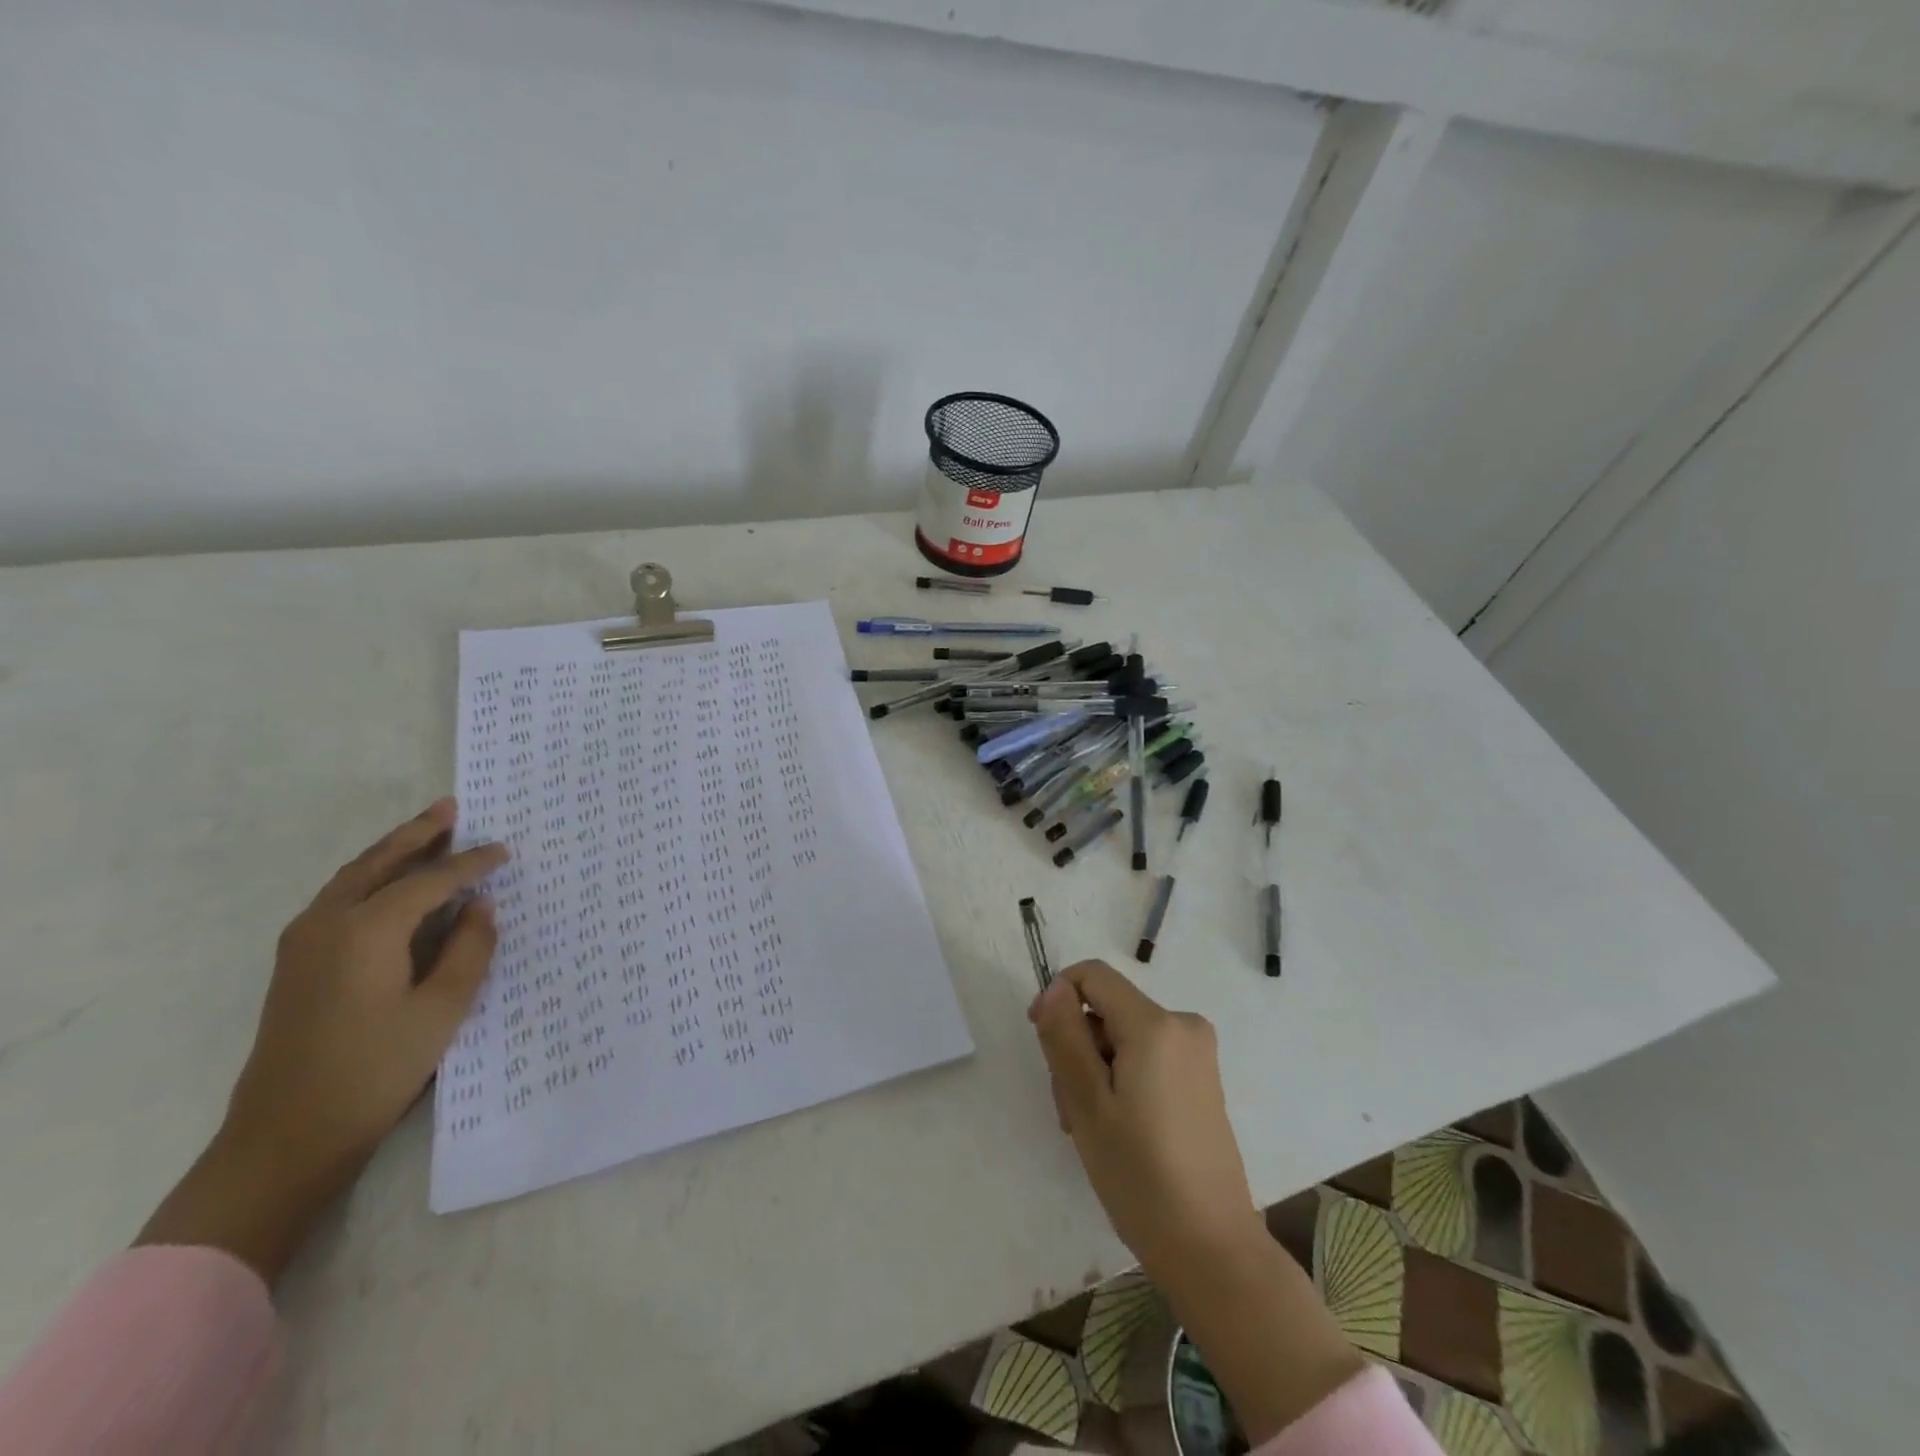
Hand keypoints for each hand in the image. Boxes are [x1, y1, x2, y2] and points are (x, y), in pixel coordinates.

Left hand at [137, 798, 507, 1281]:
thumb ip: (469, 949)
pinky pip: (341, 898)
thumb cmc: (376, 1069)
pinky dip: (373, 876)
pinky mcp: (298, 963)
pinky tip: (394, 883)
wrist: (287, 1135)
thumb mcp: (442, 1009)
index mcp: (367, 929)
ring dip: (392, 851)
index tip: (505, 850)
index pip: (430, 880)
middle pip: (380, 862)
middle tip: (452, 807)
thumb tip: (481, 905)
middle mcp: (329, 923)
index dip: (471, 863)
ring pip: (355, 877)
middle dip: (418, 833)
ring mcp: (304, 942)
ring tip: (428, 832)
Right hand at [1030, 961, 1363, 1442]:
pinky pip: (1147, 1056)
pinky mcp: (1202, 1080)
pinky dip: (1122, 1080)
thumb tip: (1055, 986)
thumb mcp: (1087, 1103)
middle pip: (1108, 1010)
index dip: (1057, 998)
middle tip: (1069, 1108)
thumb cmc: (1141, 1176)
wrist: (1213, 1250)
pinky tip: (1118, 1129)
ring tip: (1091, 1128)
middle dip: (1078, 1047)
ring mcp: (1198, 1054)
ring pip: (1124, 1037)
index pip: (1093, 976)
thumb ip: (1065, 1035)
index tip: (1043, 1042)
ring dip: (1096, 1070)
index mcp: (1156, 1024)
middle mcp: (1183, 1025)